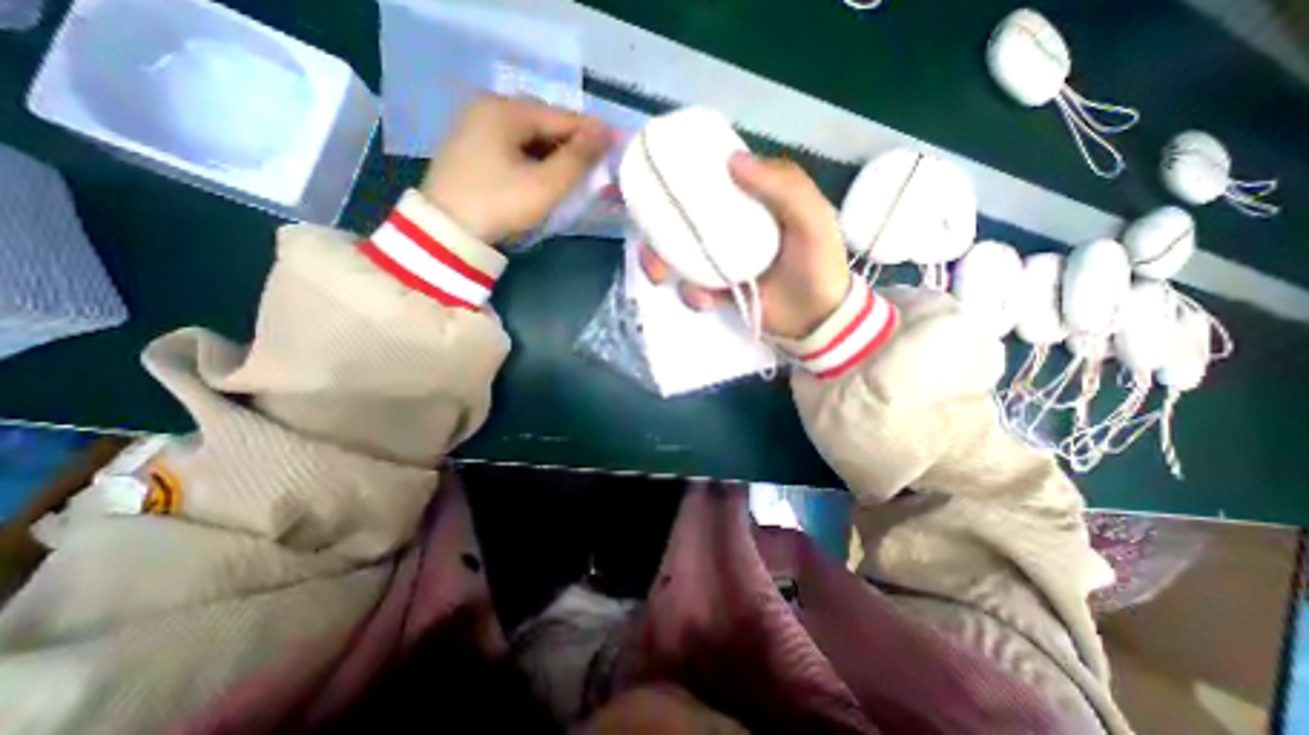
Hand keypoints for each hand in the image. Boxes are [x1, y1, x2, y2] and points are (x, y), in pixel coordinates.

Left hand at [421, 91, 612, 244]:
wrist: (447, 232)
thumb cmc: (500, 204)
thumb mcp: (545, 185)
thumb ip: (577, 160)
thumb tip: (605, 133)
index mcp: (505, 110)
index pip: (561, 116)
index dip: (591, 133)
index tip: (616, 147)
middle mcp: (488, 108)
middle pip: (543, 123)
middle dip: (571, 145)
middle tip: (595, 167)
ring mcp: (475, 126)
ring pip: (528, 136)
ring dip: (553, 153)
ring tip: (574, 174)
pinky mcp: (470, 148)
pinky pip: (513, 146)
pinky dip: (534, 159)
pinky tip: (544, 176)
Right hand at [643, 151, 856, 339]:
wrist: (816, 320)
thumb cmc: (818, 264)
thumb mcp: (812, 218)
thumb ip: (782, 186)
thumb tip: (731, 159)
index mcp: (751, 200)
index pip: (711, 179)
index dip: (680, 176)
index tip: (653, 180)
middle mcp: (731, 225)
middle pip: (683, 218)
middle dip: (657, 227)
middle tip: (648, 240)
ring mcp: (721, 258)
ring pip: (680, 253)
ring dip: (662, 262)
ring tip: (660, 275)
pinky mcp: (718, 288)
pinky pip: (692, 286)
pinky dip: (691, 293)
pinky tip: (703, 301)